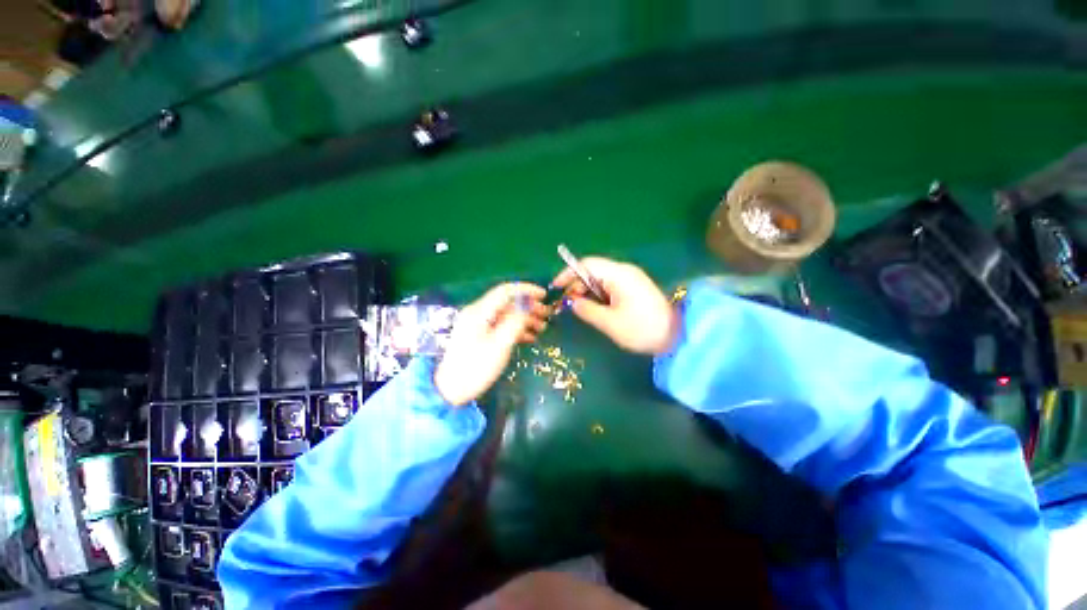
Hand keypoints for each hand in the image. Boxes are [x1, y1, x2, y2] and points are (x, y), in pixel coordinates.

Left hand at [434, 283, 548, 405]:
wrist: (451, 391)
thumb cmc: (475, 368)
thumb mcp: (499, 346)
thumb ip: (514, 323)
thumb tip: (528, 305)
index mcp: (479, 312)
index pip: (505, 291)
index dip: (526, 290)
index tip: (544, 295)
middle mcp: (478, 313)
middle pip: (507, 302)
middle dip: (528, 306)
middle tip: (547, 314)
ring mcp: (478, 324)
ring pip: (506, 314)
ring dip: (524, 318)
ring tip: (542, 327)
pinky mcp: (479, 335)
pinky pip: (501, 325)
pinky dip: (516, 328)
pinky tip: (530, 337)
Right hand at [551, 257, 677, 354]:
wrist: (677, 336)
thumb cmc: (642, 329)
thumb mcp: (610, 322)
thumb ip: (587, 310)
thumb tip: (572, 302)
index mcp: (619, 275)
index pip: (587, 265)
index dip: (568, 273)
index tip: (555, 287)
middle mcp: (624, 271)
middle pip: (593, 269)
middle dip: (577, 284)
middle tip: (568, 303)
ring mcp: (630, 278)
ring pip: (601, 278)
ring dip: (587, 290)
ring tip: (580, 307)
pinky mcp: (634, 287)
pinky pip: (610, 285)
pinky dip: (598, 293)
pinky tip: (596, 307)